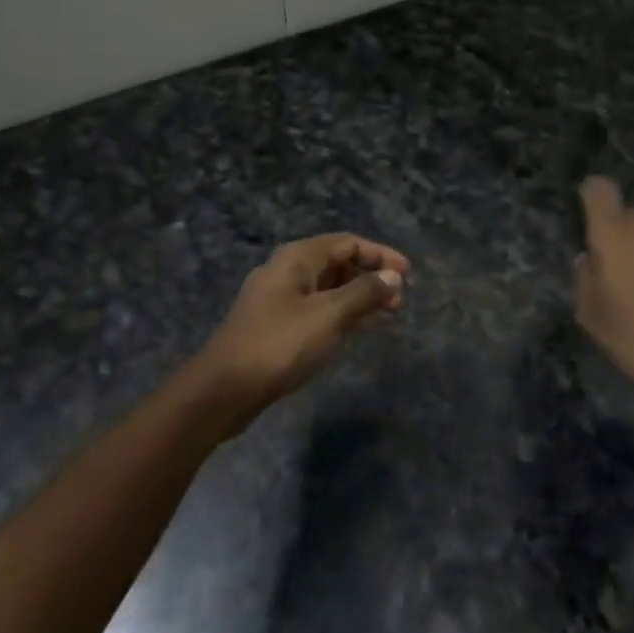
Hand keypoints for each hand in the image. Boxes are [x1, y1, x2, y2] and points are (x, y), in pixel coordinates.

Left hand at [187, 234, 409, 429]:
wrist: (224, 389)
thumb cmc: (280, 344)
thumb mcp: (329, 315)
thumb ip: (364, 293)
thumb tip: (393, 276)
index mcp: (297, 259)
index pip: (347, 243)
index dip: (380, 254)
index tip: (408, 275)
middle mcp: (286, 272)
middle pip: (337, 263)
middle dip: (370, 277)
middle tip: (399, 300)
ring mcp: (278, 300)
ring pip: (327, 289)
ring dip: (357, 298)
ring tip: (385, 315)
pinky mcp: (274, 326)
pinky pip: (316, 310)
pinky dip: (340, 315)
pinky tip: (355, 331)